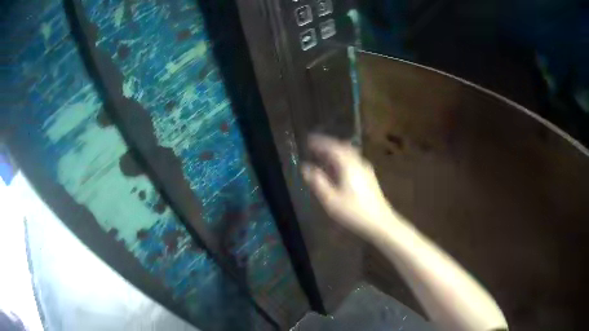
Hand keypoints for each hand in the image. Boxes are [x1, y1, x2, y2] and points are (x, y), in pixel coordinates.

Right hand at [302, 134, 396, 238]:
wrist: (379, 222)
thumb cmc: (353, 212)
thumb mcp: (331, 200)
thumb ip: (317, 182)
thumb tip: (305, 167)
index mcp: (348, 165)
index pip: (332, 146)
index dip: (320, 142)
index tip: (308, 140)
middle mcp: (358, 162)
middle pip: (342, 147)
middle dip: (327, 145)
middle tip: (314, 147)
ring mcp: (365, 169)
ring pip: (348, 153)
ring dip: (335, 152)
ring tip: (323, 157)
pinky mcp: (369, 176)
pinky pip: (353, 160)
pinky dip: (342, 159)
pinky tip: (337, 169)